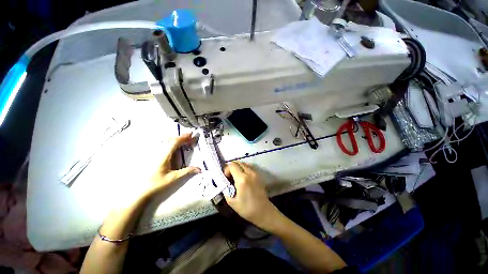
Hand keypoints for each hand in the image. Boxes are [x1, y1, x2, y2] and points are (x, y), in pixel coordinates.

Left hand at [147, 133, 199, 195]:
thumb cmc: (157, 184)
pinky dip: (173, 145)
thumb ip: (187, 172)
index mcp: (164, 156)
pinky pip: (165, 148)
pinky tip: (176, 148)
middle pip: (171, 141)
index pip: (174, 143)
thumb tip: (199, 169)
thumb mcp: (173, 178)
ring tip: (185, 141)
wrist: (141, 192)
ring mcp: (156, 155)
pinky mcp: (156, 159)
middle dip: (181, 138)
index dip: (183, 138)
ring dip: (177, 141)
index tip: (191, 134)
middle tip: (190, 137)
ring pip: (167, 144)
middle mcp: (160, 153)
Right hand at [224, 162, 279, 228]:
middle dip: (232, 168)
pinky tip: (243, 178)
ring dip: (238, 168)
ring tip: (236, 177)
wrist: (263, 211)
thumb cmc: (247, 209)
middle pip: (238, 162)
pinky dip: (244, 169)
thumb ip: (226, 189)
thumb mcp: (231, 201)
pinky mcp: (258, 175)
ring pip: (244, 164)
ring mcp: (255, 173)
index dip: (226, 170)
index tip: (226, 178)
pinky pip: (249, 167)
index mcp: (242, 179)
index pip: (232, 165)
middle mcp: (249, 173)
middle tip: (230, 177)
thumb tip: (225, 182)